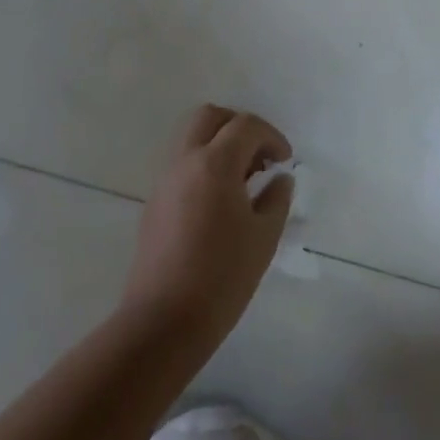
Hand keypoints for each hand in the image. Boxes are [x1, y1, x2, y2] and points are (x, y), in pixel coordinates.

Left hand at [123, 106, 293, 348]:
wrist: (163, 322)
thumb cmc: (222, 278)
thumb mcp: (264, 237)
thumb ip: (276, 199)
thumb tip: (280, 179)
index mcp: (214, 164)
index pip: (246, 126)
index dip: (271, 136)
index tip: (285, 160)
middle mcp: (185, 161)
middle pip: (210, 117)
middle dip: (239, 126)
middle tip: (260, 156)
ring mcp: (165, 181)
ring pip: (192, 138)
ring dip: (219, 144)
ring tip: (243, 179)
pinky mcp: (155, 202)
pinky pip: (182, 164)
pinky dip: (204, 164)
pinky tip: (221, 200)